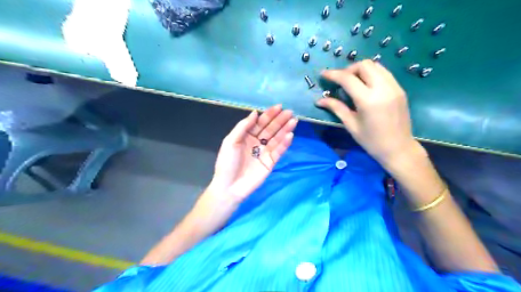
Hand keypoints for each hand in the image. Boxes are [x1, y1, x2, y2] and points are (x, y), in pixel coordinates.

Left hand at [208, 105, 296, 202]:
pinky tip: (290, 135)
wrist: (229, 187)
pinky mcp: (271, 162)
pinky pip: (279, 151)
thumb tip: (255, 112)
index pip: (260, 123)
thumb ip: (243, 127)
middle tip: (290, 112)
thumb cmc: (227, 163)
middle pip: (270, 129)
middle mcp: (257, 142)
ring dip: (285, 130)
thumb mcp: (230, 142)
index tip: (279, 107)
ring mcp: (264, 152)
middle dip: (280, 120)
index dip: (269, 114)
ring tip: (294, 121)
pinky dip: (285, 144)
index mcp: (246, 136)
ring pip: (276, 138)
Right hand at [316, 59, 425, 165]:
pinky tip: (366, 86)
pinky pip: (384, 73)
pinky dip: (372, 74)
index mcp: (368, 100)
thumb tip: (319, 100)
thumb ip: (336, 108)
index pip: (348, 78)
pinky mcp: (400, 89)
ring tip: (352, 82)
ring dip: (361, 70)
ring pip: (376, 66)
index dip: (333, 74)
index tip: (323, 74)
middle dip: (348, 69)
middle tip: (340, 81)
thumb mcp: (351, 125)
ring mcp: (394, 87)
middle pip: (364, 65)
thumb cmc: (371, 141)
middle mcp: (383, 88)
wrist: (399, 148)